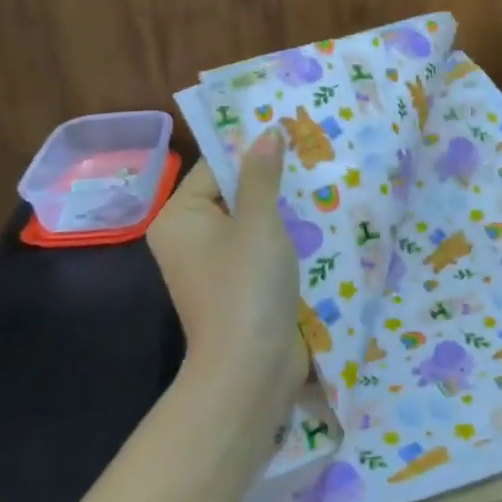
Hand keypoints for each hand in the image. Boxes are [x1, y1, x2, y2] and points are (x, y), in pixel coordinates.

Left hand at [149, 131, 306, 399]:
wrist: (250, 370)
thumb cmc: (246, 286)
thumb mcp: (258, 223)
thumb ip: (262, 175)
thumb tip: (268, 132)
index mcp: (179, 218)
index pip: (216, 167)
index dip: (253, 150)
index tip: (291, 133)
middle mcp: (188, 238)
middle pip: (234, 194)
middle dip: (272, 180)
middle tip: (313, 156)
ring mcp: (212, 265)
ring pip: (251, 221)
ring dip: (283, 209)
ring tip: (322, 184)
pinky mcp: (237, 286)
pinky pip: (259, 248)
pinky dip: (284, 237)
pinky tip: (318, 223)